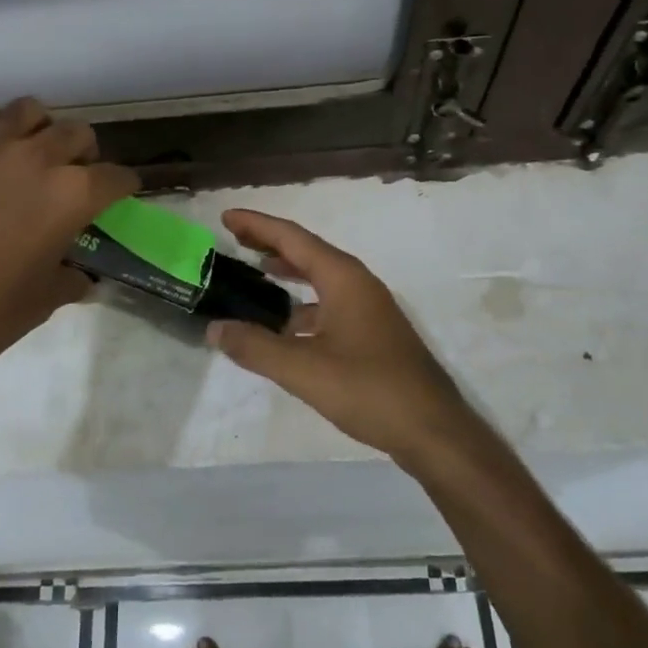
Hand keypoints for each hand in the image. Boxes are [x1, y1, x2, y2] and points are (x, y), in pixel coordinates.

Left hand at [0, 99, 137, 395]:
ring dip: (38, 130)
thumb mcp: (42, 301)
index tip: (119, 196)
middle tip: (71, 177)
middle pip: (77, 133)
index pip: (116, 177)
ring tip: (27, 154)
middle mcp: (37, 157)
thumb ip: (70, 279)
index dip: (123, 187)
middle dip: (83, 154)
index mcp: (72, 195)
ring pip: (28, 110)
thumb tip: (82, 277)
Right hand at [206, 210, 477, 463]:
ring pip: (321, 279)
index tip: (226, 217)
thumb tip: (215, 329)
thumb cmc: (369, 390)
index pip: (293, 238)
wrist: (432, 430)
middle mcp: (358, 284)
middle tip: (234, 238)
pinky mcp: (372, 334)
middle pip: (307, 252)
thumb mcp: (303, 369)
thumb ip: (255, 347)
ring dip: (288, 273)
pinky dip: (302, 305)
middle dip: (270, 242)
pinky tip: (284, 326)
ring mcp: (369, 309)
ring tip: (255, 272)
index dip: (257, 225)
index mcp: (343, 279)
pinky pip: (329, 304)